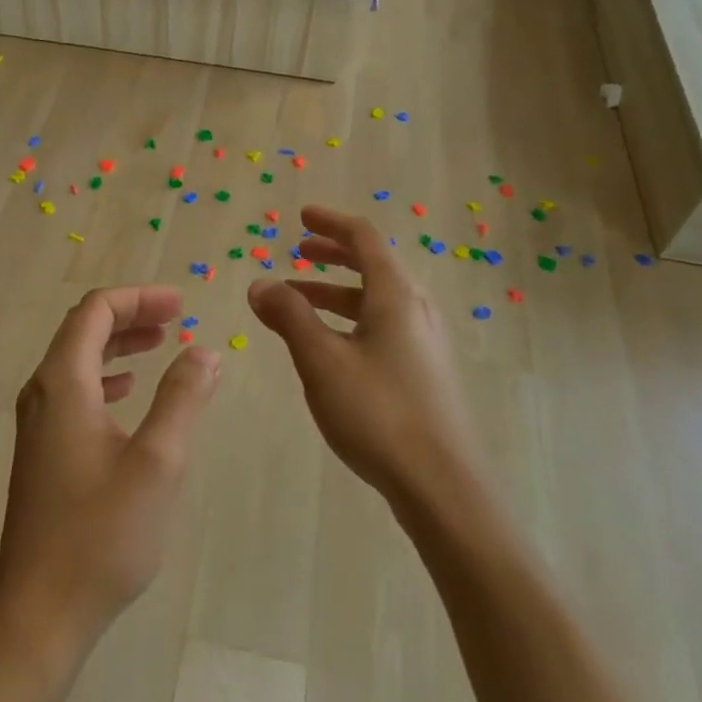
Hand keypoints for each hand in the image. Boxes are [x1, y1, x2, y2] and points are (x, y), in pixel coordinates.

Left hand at [0, 286, 221, 658]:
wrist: (41, 612)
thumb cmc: (101, 535)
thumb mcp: (157, 462)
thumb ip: (182, 399)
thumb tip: (204, 352)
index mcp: (62, 384)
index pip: (95, 311)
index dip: (139, 297)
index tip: (181, 304)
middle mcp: (42, 393)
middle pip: (83, 329)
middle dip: (131, 315)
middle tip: (177, 317)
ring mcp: (37, 424)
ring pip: (77, 360)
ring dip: (119, 344)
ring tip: (161, 345)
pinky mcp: (42, 450)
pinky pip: (73, 391)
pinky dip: (105, 377)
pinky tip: (128, 392)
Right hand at [248, 206, 479, 505]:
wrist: (442, 484)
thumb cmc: (378, 412)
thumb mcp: (321, 360)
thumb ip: (289, 316)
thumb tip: (260, 283)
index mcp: (396, 295)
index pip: (364, 238)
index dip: (331, 223)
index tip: (301, 217)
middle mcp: (416, 309)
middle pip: (374, 265)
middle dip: (333, 254)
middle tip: (298, 250)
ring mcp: (425, 341)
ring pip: (377, 300)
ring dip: (337, 291)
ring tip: (297, 302)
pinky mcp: (426, 371)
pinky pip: (383, 326)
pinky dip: (351, 319)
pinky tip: (329, 346)